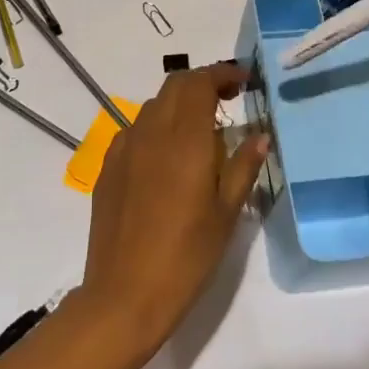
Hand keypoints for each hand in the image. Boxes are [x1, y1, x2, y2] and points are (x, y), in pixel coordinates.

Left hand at [77, 64, 268, 358]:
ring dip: (179, 105)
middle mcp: (151, 133)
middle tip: (227, 101)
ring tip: (201, 132)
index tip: (243, 82)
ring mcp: (124, 148)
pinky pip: (135, 130)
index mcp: (185, 140)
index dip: (222, 74)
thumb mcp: (226, 214)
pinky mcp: (107, 167)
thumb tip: (260, 136)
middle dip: (202, 83)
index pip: (199, 83)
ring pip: (154, 106)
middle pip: (175, 86)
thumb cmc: (186, 257)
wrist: (124, 295)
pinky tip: (167, 158)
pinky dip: (157, 128)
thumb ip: (243, 167)